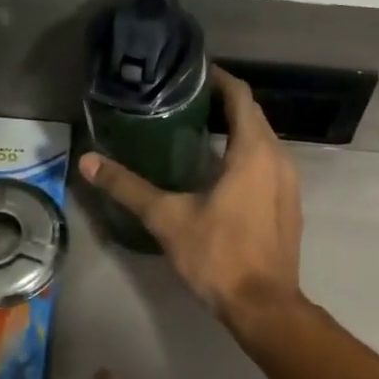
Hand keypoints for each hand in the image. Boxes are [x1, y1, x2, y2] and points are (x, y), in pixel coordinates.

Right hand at [81, 66, 304, 336]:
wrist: (264, 305)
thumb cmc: (219, 255)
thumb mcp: (168, 219)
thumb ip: (129, 187)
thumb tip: (88, 162)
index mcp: (255, 151)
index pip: (240, 96)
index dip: (217, 79)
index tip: (189, 74)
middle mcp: (280, 158)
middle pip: (252, 116)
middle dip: (222, 104)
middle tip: (183, 102)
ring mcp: (290, 183)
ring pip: (263, 142)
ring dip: (235, 132)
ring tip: (196, 132)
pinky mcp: (290, 205)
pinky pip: (269, 166)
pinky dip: (246, 157)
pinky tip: (219, 173)